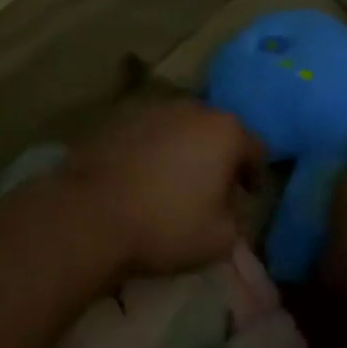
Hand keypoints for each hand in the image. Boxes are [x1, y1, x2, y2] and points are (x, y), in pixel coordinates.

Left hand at [60, 99, 264, 276]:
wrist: (91, 214)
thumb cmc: (166, 225)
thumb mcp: (221, 238)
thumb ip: (238, 219)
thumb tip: (232, 207)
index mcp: (225, 132)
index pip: (255, 149)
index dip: (254, 175)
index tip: (246, 196)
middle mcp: (193, 109)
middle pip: (217, 131)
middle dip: (219, 157)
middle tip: (212, 187)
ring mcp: (153, 109)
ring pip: (181, 128)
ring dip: (184, 150)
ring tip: (173, 182)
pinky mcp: (119, 118)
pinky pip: (148, 133)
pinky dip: (152, 150)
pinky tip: (141, 176)